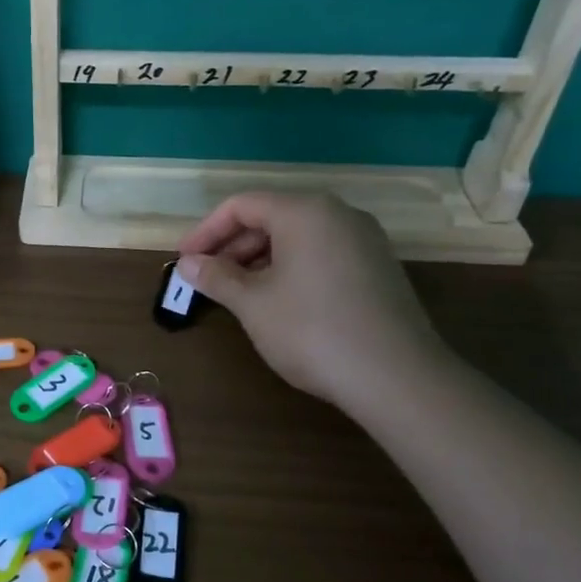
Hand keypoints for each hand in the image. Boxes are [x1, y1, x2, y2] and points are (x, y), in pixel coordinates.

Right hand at [177, 193, 448, 411]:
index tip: (183, 261)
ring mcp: (364, 240)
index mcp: (304, 211)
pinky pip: (322, 253)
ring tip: (237, 293)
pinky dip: (291, 268)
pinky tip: (278, 301)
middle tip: (206, 279)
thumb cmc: (312, 330)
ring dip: (260, 259)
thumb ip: (216, 277)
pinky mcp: (378, 267)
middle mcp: (337, 214)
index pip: (242, 205)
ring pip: (298, 236)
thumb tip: (188, 264)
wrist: (396, 377)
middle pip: (271, 216)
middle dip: (232, 246)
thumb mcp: (253, 304)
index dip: (206, 231)